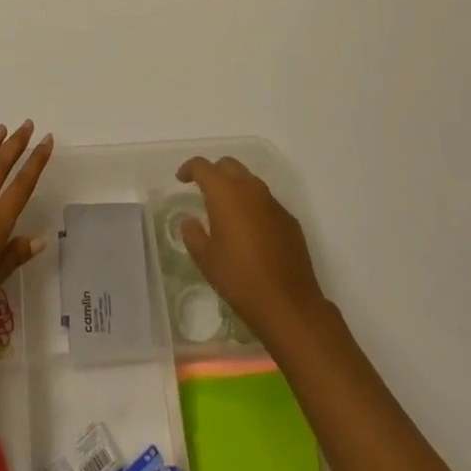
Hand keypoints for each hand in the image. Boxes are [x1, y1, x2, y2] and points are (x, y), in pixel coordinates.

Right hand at [176, 155, 325, 345]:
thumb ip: (193, 234)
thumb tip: (190, 221)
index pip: (202, 166)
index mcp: (225, 192)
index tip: (181, 179)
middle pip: (228, 165)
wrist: (288, 305)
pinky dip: (254, 207)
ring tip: (227, 212)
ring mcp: (273, 203)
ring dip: (236, 188)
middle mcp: (250, 189)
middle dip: (214, 173)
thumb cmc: (239, 278)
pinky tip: (251, 232)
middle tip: (204, 191)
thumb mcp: (206, 259)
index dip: (189, 168)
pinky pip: (266, 202)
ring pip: (250, 181)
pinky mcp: (289, 220)